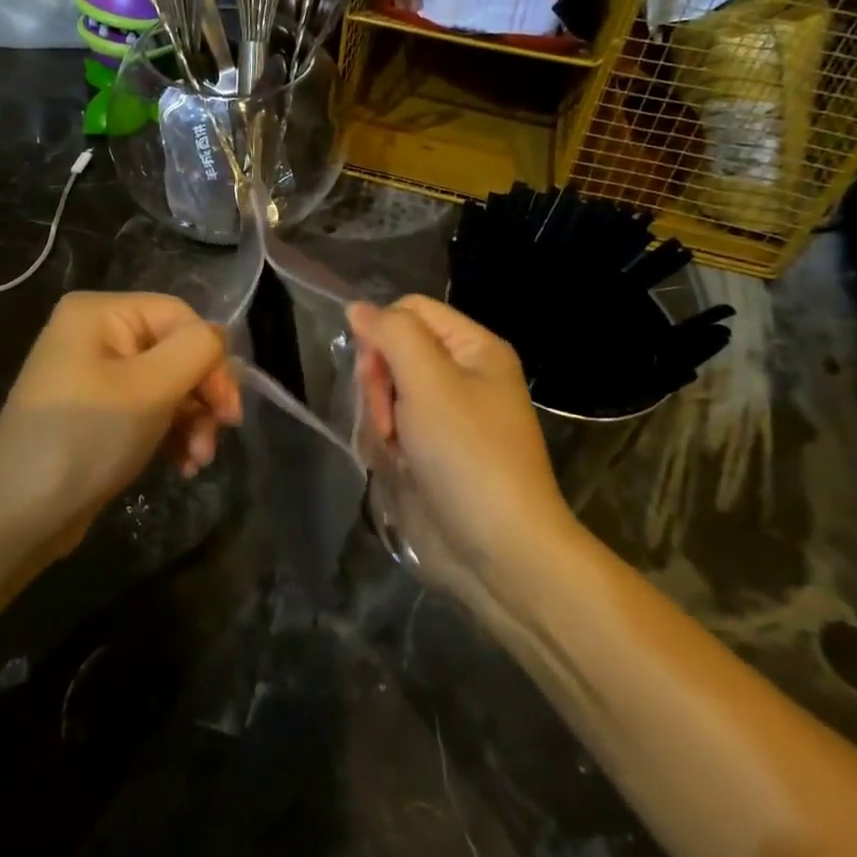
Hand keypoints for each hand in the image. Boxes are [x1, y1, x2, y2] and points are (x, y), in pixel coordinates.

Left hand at [0, 292, 241, 550]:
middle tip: (217, 437)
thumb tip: (218, 339)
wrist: (17, 516)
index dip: (211, 359)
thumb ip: (197, 350)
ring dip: (192, 420)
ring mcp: (93, 374)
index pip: (180, 317)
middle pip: (175, 350)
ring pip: (167, 384)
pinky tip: (182, 465)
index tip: (228, 412)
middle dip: (202, 396)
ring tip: (198, 461)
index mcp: (100, 313)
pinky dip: (170, 433)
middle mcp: (95, 333)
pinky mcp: (96, 412)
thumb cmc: (86, 439)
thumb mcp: (151, 388)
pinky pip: (148, 408)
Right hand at [348, 296, 574, 600]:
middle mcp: (463, 375)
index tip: (374, 373)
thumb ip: (392, 334)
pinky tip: (394, 463)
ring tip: (392, 448)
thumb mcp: (429, 381)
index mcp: (475, 348)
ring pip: (387, 389)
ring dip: (380, 416)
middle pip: (395, 350)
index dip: (382, 333)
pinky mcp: (433, 451)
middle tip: (386, 419)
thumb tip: (357, 307)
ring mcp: (447, 416)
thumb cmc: (468, 455)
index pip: (410, 310)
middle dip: (379, 381)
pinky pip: (393, 425)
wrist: (500, 550)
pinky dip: (386, 441)